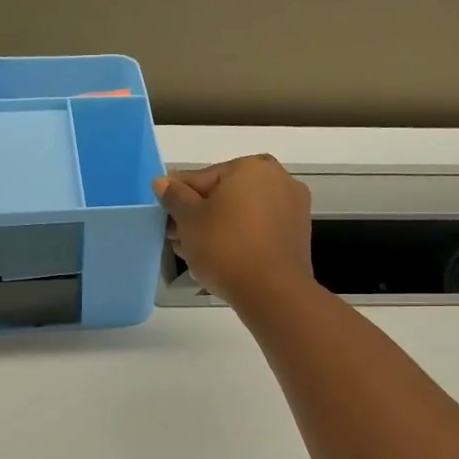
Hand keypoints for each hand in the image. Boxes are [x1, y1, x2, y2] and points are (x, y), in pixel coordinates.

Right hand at [155, 155, 314, 312]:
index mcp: (251, 166)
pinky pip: (258, 230)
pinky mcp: (296, 235)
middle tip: (177, 238)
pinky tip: (219, 258)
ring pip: (241, 213)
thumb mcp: (189, 220)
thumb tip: (162, 181)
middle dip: (198, 215)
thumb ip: (174, 196)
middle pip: (224, 195)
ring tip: (193, 252)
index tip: (164, 219)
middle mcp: (278, 179)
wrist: (272, 292)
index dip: (178, 198)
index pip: (201, 178)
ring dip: (215, 228)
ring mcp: (291, 208)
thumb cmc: (225, 247)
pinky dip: (238, 238)